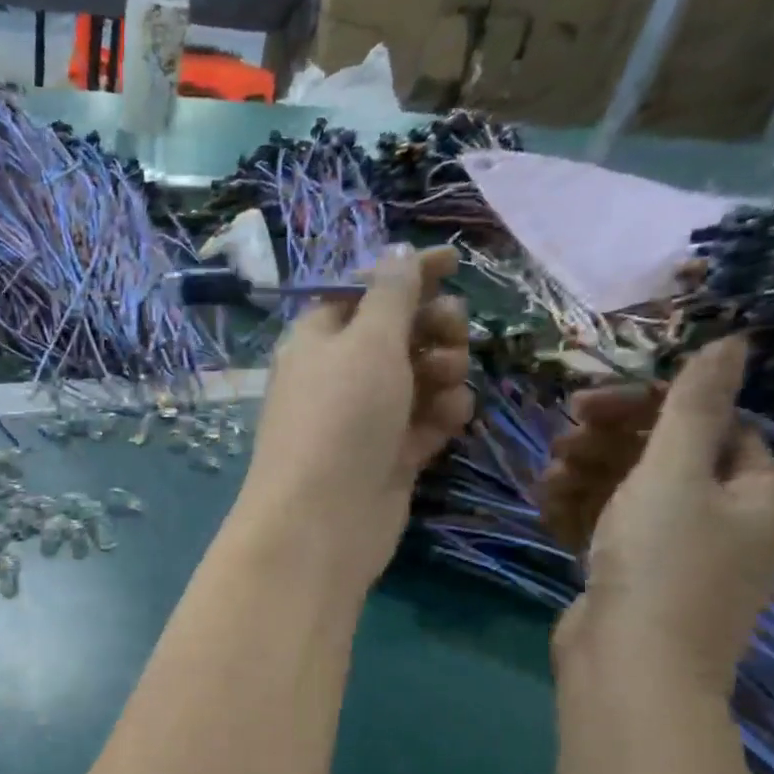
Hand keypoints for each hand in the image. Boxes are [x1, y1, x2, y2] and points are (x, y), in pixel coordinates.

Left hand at [233, 245, 473, 590]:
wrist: (323, 520)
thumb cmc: (341, 416)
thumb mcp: (368, 340)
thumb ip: (391, 294)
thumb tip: (396, 254)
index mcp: (318, 338)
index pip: (364, 291)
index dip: (407, 273)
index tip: (455, 262)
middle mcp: (339, 376)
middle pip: (397, 333)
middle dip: (432, 326)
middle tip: (453, 333)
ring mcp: (364, 420)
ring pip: (418, 378)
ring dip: (443, 371)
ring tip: (447, 383)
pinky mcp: (388, 457)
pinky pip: (424, 422)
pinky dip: (441, 415)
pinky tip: (450, 420)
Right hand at [541, 337, 773, 695]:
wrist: (630, 667)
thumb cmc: (661, 562)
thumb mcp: (674, 473)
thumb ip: (694, 405)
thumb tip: (736, 339)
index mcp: (758, 489)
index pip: (709, 424)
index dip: (647, 407)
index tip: (586, 406)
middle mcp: (728, 519)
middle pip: (665, 457)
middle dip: (608, 443)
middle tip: (561, 439)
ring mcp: (680, 553)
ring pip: (630, 493)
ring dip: (586, 476)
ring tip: (547, 479)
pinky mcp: (637, 578)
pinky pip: (611, 529)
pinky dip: (580, 513)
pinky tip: (547, 506)